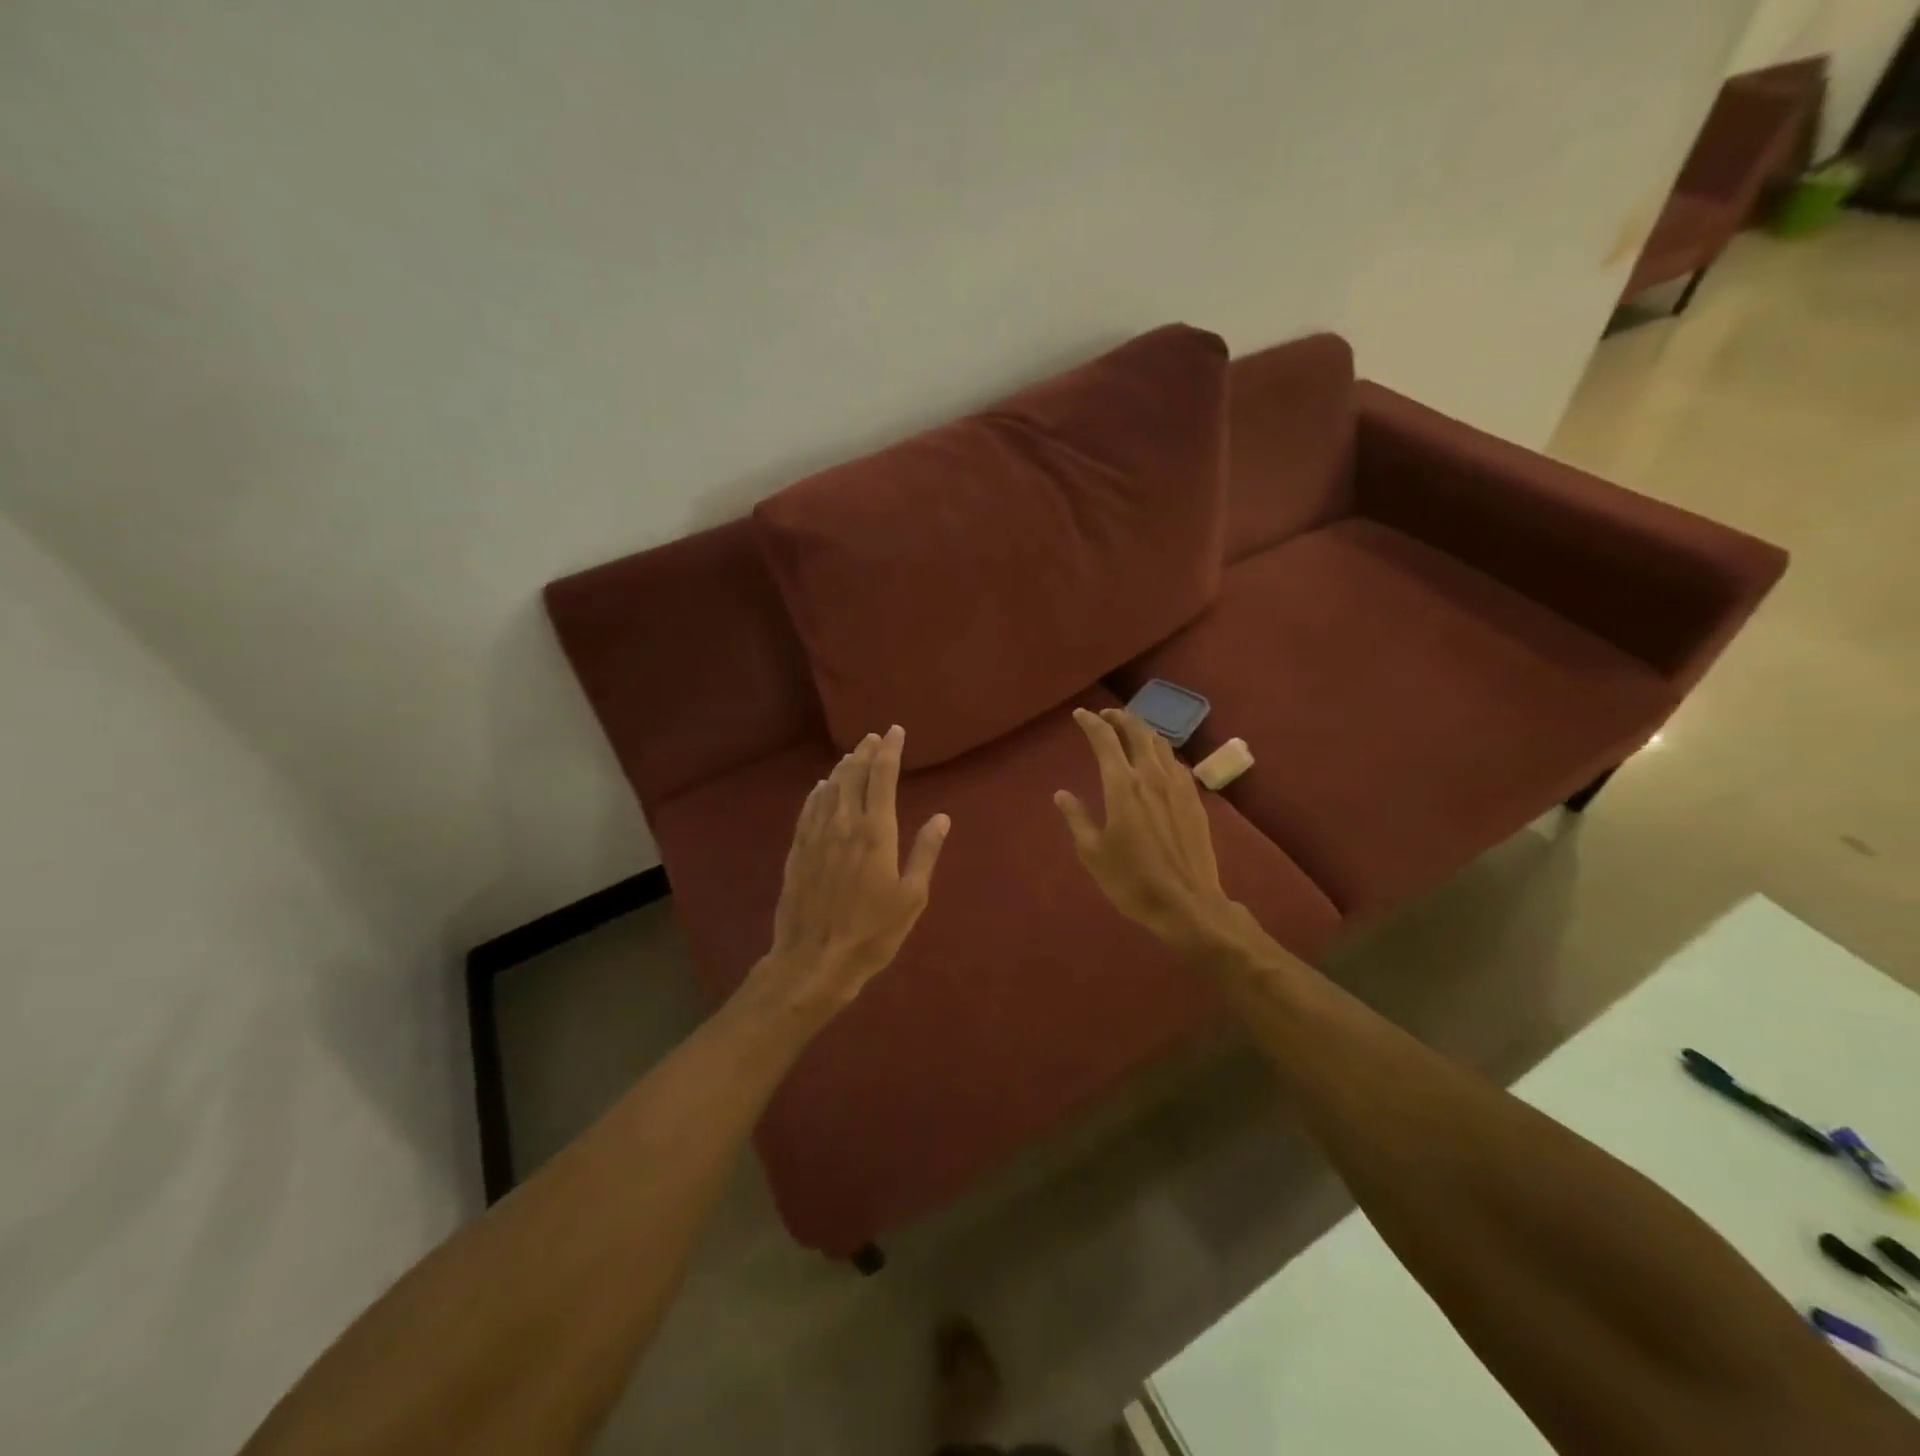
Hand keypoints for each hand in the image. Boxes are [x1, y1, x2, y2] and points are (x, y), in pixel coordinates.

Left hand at [754, 724, 949, 1016]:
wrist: (814, 960)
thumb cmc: (872, 932)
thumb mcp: (911, 897)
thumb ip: (925, 853)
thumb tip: (942, 818)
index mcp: (876, 832)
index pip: (882, 778)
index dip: (890, 751)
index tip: (895, 731)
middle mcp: (844, 824)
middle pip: (853, 776)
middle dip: (866, 752)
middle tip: (874, 737)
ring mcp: (817, 836)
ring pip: (830, 789)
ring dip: (843, 768)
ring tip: (853, 755)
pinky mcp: (798, 851)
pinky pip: (808, 810)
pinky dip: (818, 793)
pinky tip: (821, 787)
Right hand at [1055, 708, 1238, 950]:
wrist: (1188, 904)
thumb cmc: (1132, 881)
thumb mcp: (1093, 853)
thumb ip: (1076, 818)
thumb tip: (1062, 794)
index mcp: (1122, 785)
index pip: (1105, 740)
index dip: (1091, 722)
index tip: (1079, 715)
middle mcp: (1151, 776)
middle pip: (1137, 731)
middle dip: (1119, 718)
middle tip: (1105, 716)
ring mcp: (1178, 786)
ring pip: (1161, 744)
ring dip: (1142, 730)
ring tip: (1130, 731)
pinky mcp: (1195, 800)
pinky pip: (1176, 763)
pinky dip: (1161, 752)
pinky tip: (1158, 761)